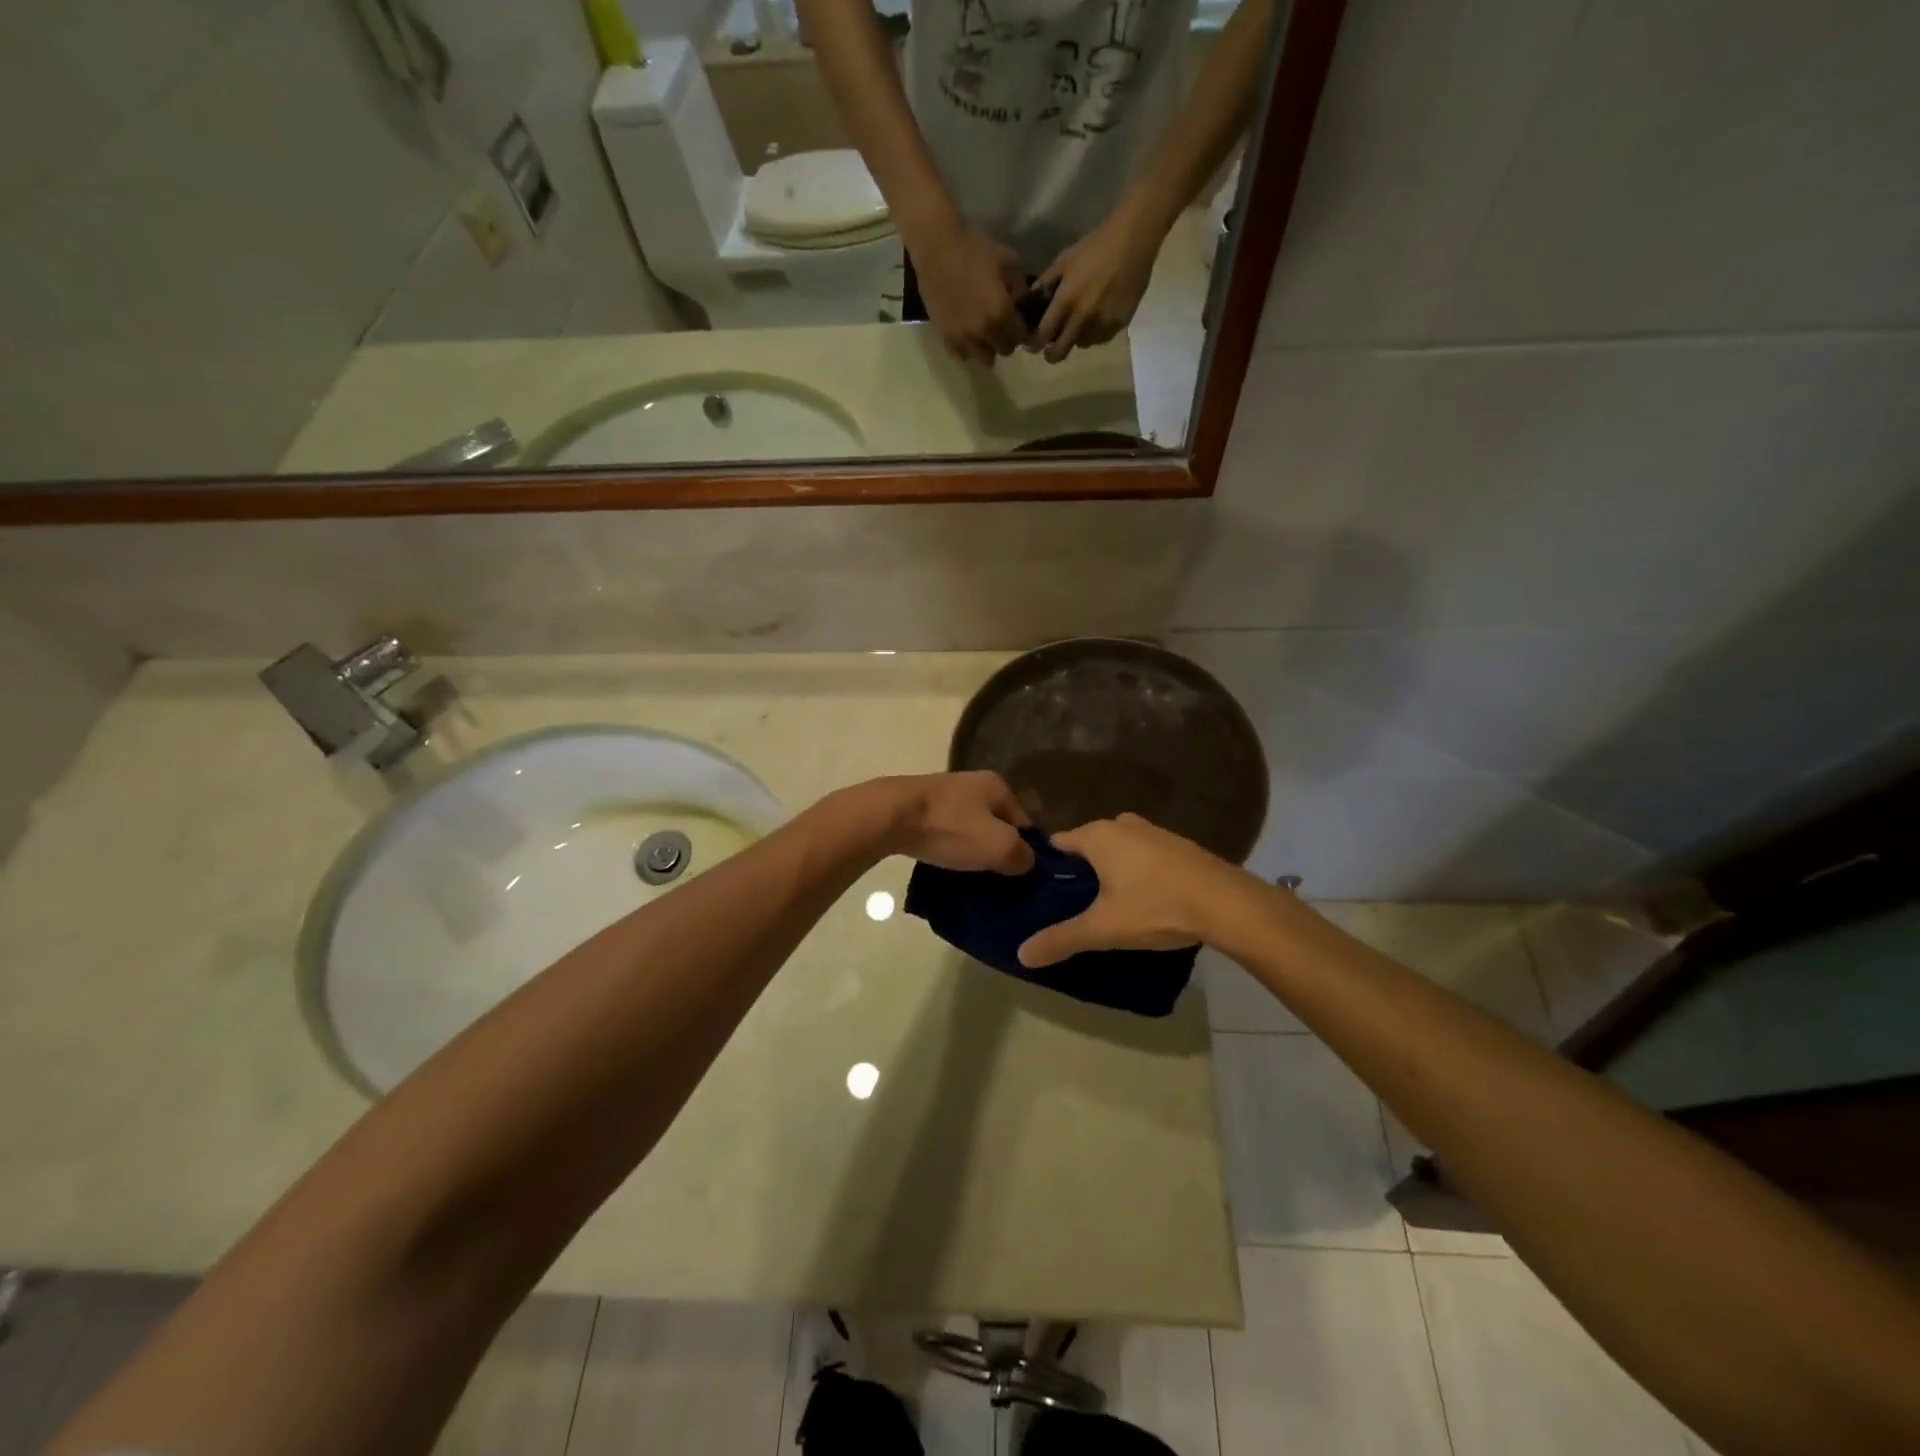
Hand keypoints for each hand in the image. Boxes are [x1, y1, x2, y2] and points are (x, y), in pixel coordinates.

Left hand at [863, 771, 1034, 873]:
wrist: (889, 816)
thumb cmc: (950, 828)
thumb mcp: (999, 847)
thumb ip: (1022, 856)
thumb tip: (1027, 862)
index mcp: (998, 786)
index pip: (1025, 823)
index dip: (1025, 852)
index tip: (1018, 878)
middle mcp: (973, 783)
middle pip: (996, 825)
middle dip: (996, 851)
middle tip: (994, 880)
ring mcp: (944, 793)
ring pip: (969, 828)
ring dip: (970, 850)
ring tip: (968, 876)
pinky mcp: (919, 806)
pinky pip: (945, 831)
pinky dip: (947, 846)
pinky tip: (943, 863)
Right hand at [910, 222, 1028, 365]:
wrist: (936, 245)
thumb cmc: (974, 248)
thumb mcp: (1008, 260)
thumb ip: (1020, 288)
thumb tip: (1022, 306)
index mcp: (1001, 314)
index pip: (1021, 338)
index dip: (1024, 330)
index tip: (1021, 322)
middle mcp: (983, 333)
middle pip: (1004, 351)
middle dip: (1006, 339)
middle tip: (1003, 325)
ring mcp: (962, 337)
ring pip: (983, 358)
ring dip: (987, 347)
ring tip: (984, 332)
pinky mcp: (945, 337)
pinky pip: (961, 355)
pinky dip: (967, 348)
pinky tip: (967, 334)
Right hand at [1017, 814, 1232, 966]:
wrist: (1226, 903)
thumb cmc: (1156, 907)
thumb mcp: (1103, 929)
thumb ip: (1061, 939)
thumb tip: (1021, 954)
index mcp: (1098, 835)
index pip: (1058, 844)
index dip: (1047, 867)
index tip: (1040, 892)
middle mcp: (1123, 824)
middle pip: (1088, 846)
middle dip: (1080, 872)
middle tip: (1072, 905)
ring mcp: (1154, 831)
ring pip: (1119, 849)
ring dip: (1111, 871)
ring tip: (1106, 905)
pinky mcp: (1179, 846)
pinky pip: (1145, 855)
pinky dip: (1138, 872)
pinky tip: (1144, 900)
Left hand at [1031, 203, 1161, 362]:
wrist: (1132, 241)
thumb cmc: (1094, 247)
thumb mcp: (1064, 261)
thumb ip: (1045, 284)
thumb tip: (1030, 302)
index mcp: (1065, 301)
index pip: (1043, 335)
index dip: (1035, 344)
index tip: (1033, 346)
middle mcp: (1082, 318)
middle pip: (1061, 351)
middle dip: (1053, 354)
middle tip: (1051, 349)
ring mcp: (1102, 323)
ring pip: (1082, 344)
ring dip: (1076, 339)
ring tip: (1079, 326)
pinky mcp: (1119, 324)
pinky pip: (1101, 338)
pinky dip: (1095, 334)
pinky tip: (1097, 320)